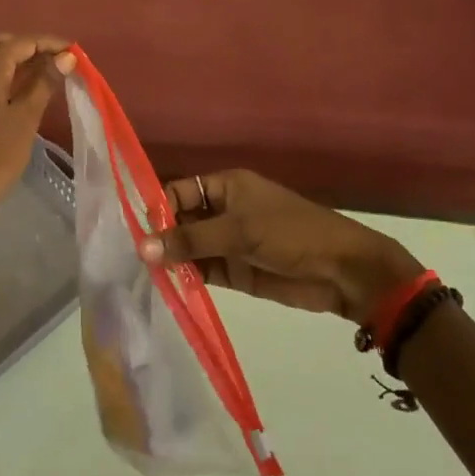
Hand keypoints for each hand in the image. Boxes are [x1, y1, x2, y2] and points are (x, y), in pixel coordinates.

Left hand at [0, 32, 75, 251]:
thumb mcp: (26, 118)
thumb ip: (45, 83)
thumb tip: (66, 58)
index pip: (20, 43)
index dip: (48, 43)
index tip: (74, 53)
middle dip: (23, 44)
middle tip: (49, 58)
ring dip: (12, 58)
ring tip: (43, 73)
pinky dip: (3, 73)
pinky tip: (23, 90)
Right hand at [142, 170, 422, 323]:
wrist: (343, 271)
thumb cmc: (291, 233)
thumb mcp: (239, 231)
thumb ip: (191, 241)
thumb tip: (143, 249)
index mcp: (225, 186)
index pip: (179, 192)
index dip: (158, 209)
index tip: (137, 233)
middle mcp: (222, 210)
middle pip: (181, 220)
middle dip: (160, 237)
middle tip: (131, 260)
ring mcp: (229, 242)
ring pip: (190, 248)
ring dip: (172, 260)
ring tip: (143, 278)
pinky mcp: (236, 271)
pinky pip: (203, 271)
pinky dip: (187, 279)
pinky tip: (167, 288)